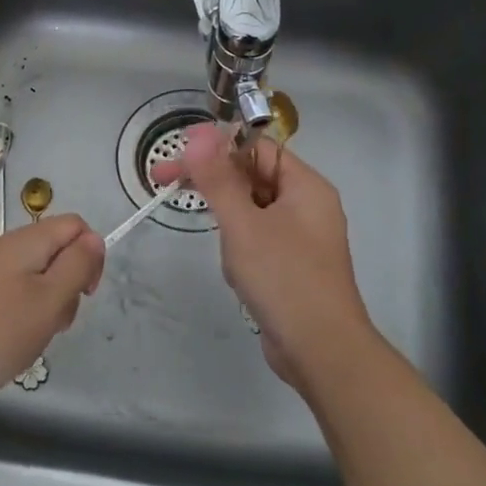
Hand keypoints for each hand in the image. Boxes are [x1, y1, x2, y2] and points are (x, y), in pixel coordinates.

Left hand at [0, 215, 105, 427]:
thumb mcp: (48, 301)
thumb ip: (76, 267)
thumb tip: (94, 239)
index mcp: (24, 243)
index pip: (73, 225)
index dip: (90, 255)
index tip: (84, 294)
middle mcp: (0, 251)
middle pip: (52, 255)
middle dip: (66, 289)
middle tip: (53, 325)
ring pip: (30, 282)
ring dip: (41, 311)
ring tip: (27, 344)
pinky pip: (5, 302)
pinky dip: (15, 323)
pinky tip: (4, 351)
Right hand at [157, 122, 373, 387]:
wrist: (321, 351)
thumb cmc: (284, 278)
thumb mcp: (243, 224)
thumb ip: (218, 179)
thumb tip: (199, 134)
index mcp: (306, 186)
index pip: (257, 148)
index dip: (217, 144)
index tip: (177, 151)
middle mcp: (307, 205)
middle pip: (251, 176)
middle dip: (213, 182)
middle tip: (163, 181)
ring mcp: (301, 237)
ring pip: (251, 210)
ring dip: (229, 222)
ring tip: (228, 255)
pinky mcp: (291, 265)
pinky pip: (258, 239)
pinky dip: (240, 246)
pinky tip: (237, 272)